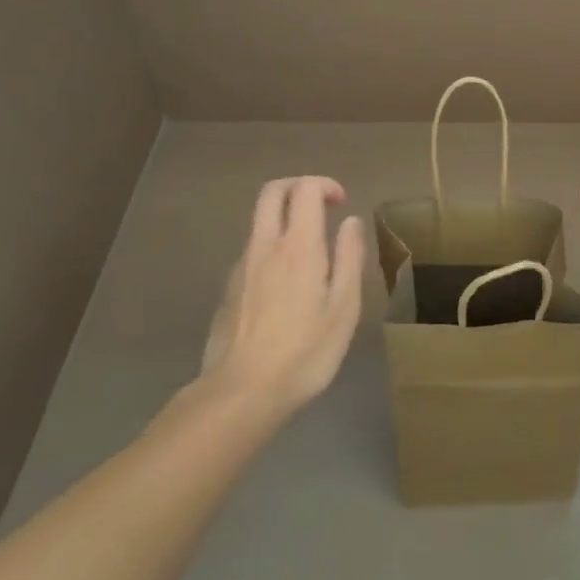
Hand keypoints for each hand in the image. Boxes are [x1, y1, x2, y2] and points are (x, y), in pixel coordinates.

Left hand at [199, 176, 363, 418]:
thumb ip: (349, 258)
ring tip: (310, 255)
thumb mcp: (343, 308)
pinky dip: (272, 249)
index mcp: (298, 246)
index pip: (305, 189)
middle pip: (272, 192)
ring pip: (260, 222)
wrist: (241, 394)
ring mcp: (241, 266)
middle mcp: (265, 245)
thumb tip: (351, 221)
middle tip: (321, 207)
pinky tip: (286, 287)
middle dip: (298, 186)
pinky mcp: (229, 289)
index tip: (342, 204)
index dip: (325, 185)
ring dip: (285, 220)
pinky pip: (253, 252)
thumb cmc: (304, 352)